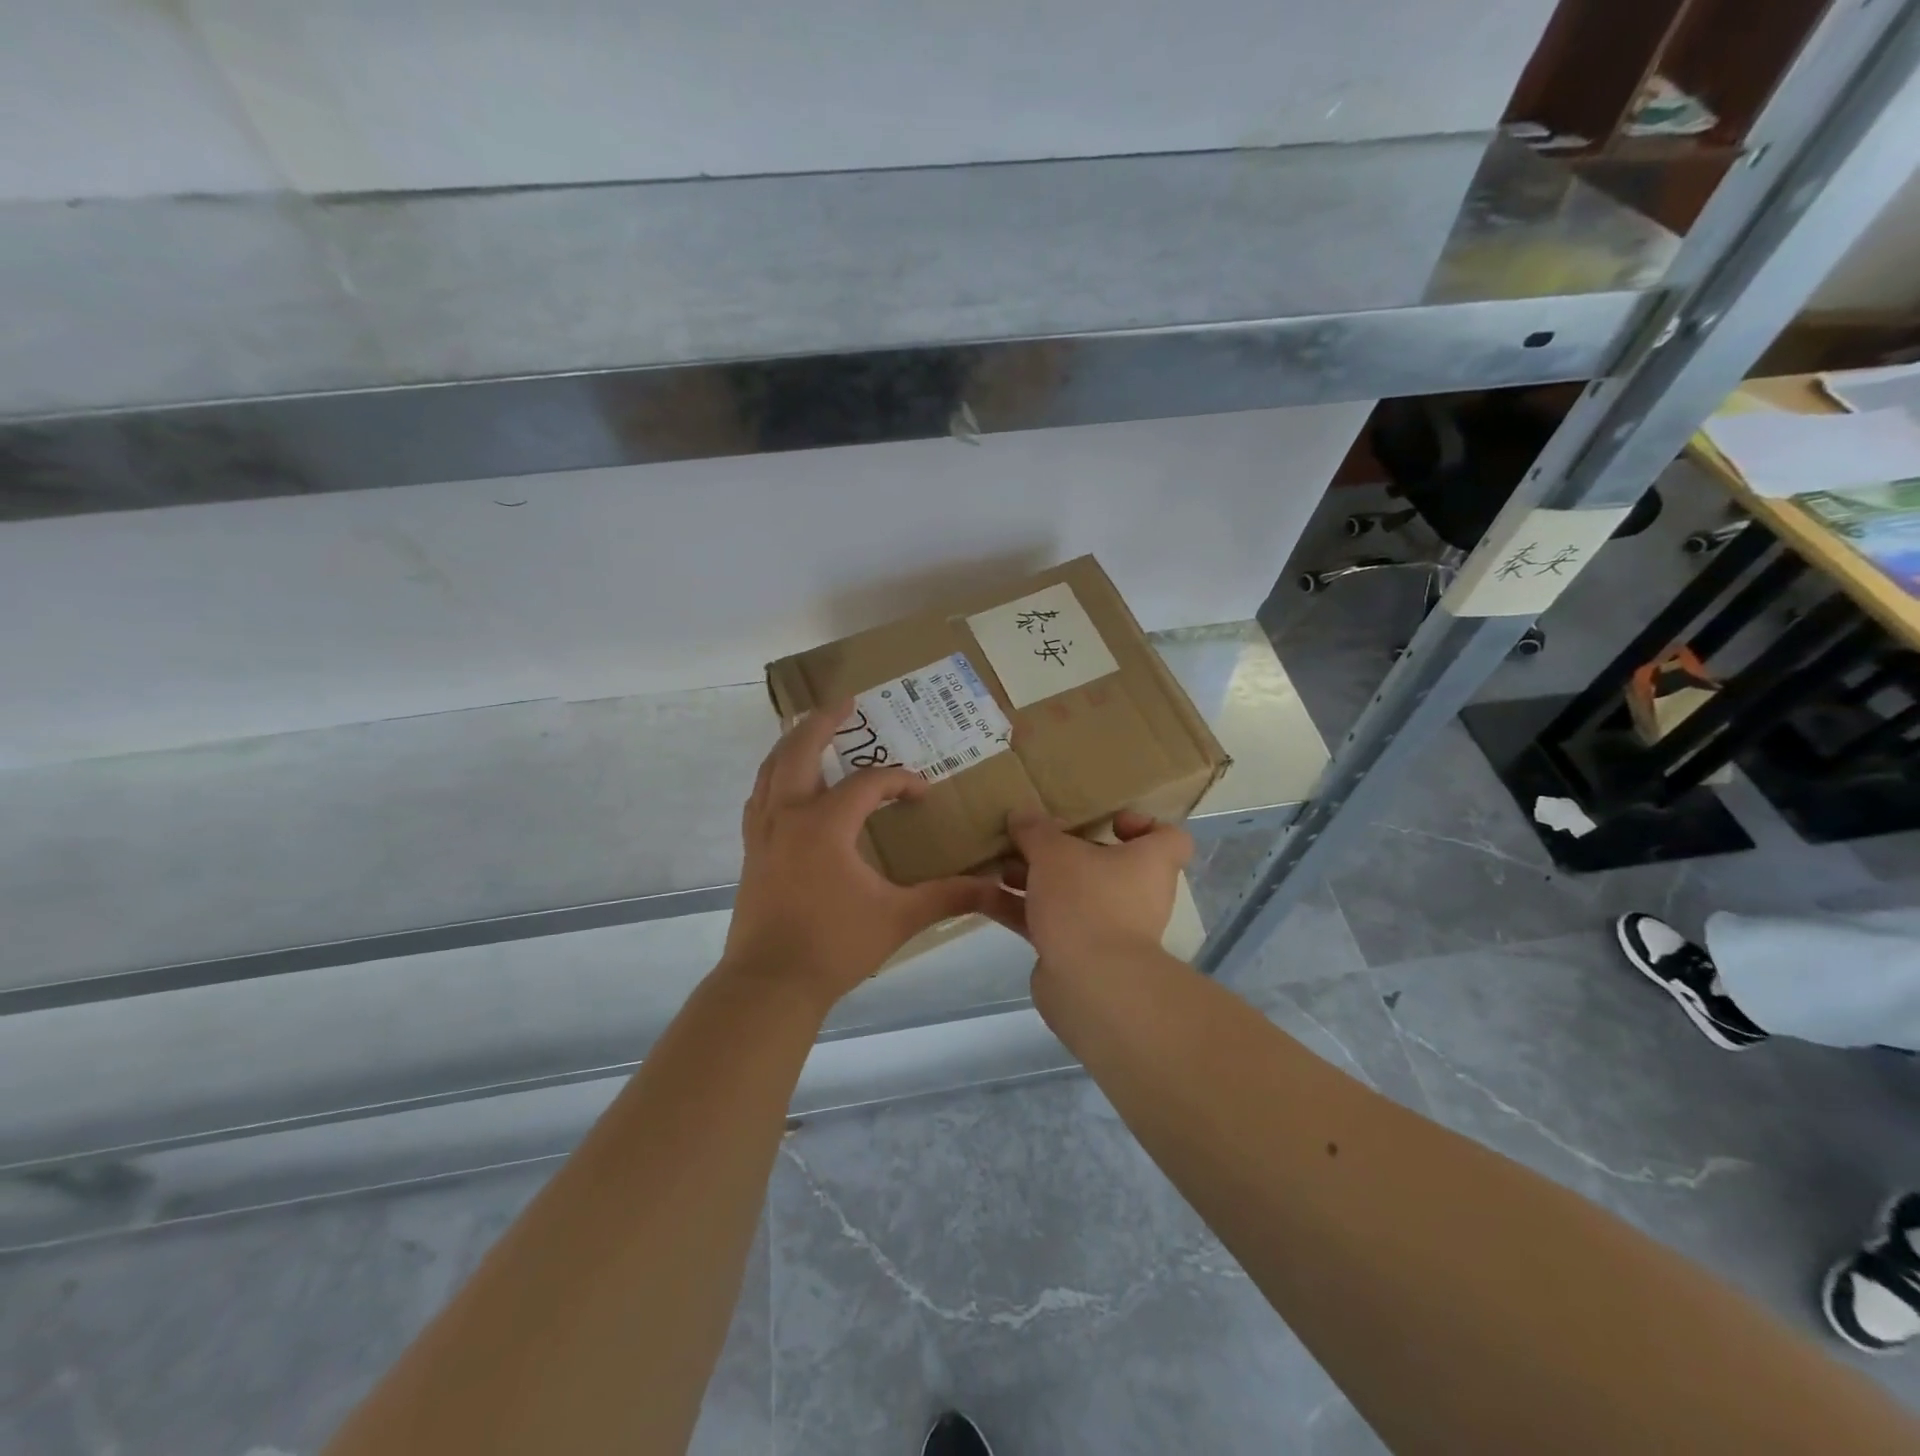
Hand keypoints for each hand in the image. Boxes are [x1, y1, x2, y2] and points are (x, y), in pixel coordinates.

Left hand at [722, 704, 1007, 1008]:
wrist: (770, 984)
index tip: (923, 793)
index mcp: (825, 824)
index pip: (869, 783)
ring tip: (811, 729)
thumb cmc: (834, 946)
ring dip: (792, 743)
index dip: (900, 781)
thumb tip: (995, 887)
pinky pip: (760, 797)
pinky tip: (784, 784)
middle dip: (824, 722)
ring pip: (771, 769)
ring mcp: (764, 831)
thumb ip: (947, 896)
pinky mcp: (752, 850)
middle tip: (845, 702)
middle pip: (800, 750)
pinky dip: (774, 777)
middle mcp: (789, 815)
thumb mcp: (899, 918)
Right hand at [994, 810, 1192, 967]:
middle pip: (1102, 865)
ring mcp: (1106, 927)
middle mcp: (1135, 894)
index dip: (1142, 826)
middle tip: (1029, 840)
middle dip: (1059, 852)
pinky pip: (1046, 921)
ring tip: (993, 865)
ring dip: (1029, 879)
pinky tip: (977, 897)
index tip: (1109, 822)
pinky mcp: (1076, 953)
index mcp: (1149, 863)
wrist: (1090, 985)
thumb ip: (1036, 830)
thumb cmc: (1088, 900)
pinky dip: (1017, 909)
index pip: (1168, 838)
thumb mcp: (1055, 852)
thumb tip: (1022, 815)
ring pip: (1066, 893)